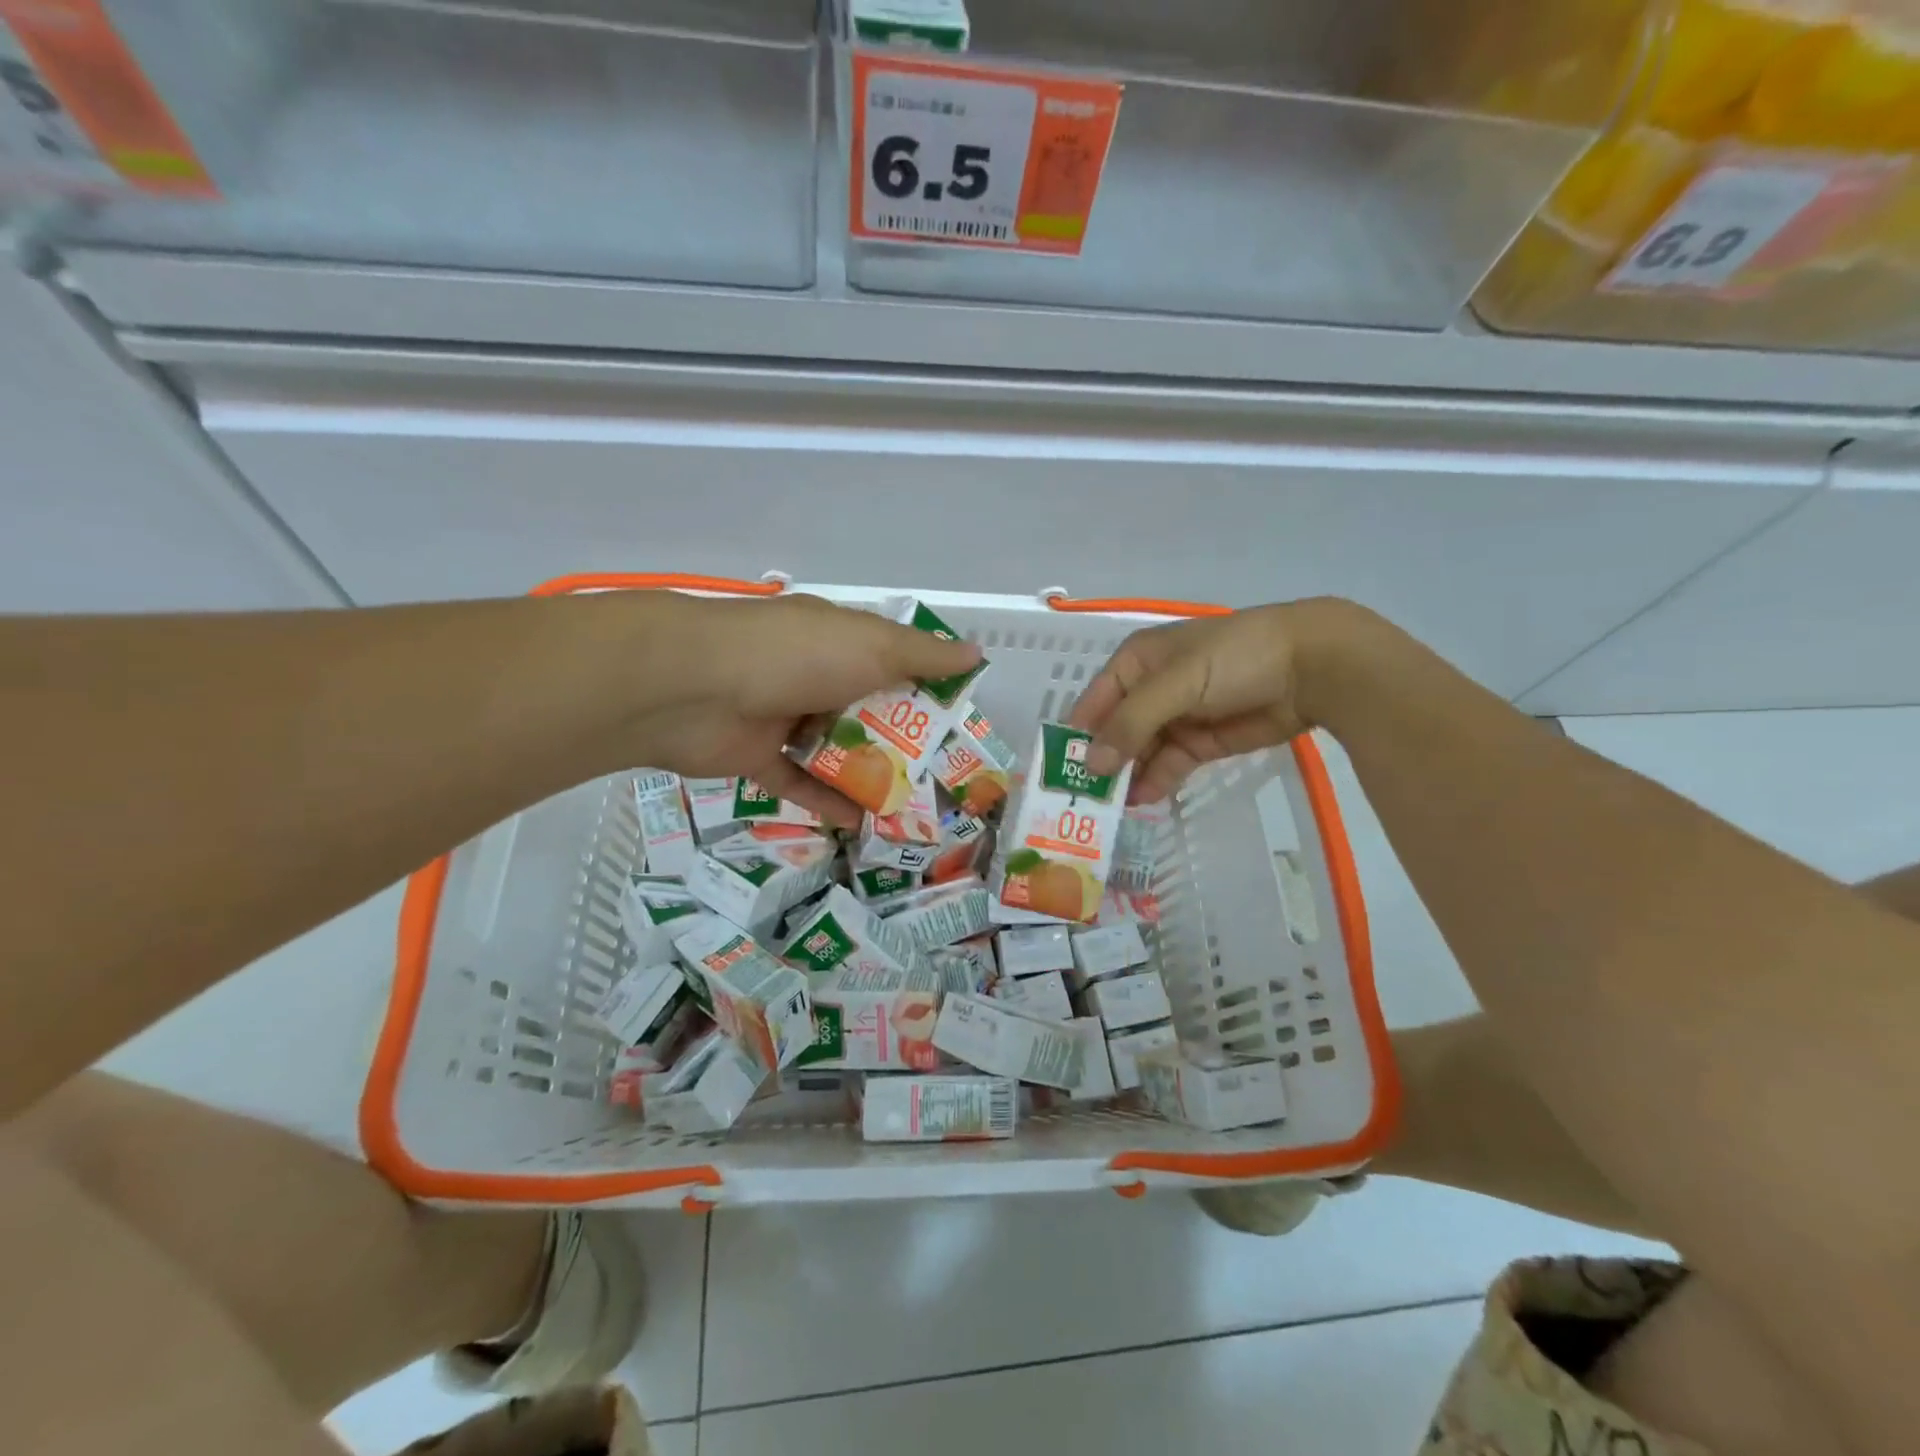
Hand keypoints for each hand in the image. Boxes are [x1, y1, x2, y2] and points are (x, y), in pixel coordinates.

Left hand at [629, 593, 980, 826]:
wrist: (692, 688)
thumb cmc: (795, 656)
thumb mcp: (871, 646)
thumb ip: (923, 655)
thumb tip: (975, 654)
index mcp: (838, 639)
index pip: (892, 658)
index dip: (926, 685)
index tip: (958, 719)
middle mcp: (812, 673)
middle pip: (867, 707)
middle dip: (902, 738)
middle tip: (941, 774)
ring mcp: (782, 715)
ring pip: (834, 747)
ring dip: (867, 773)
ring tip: (909, 806)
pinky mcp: (757, 755)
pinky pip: (799, 782)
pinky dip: (826, 800)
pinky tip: (860, 823)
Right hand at [1069, 599, 1350, 803]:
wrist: (1312, 666)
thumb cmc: (1234, 659)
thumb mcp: (1176, 683)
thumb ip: (1132, 723)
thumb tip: (1093, 764)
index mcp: (1135, 663)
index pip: (1093, 702)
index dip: (1077, 736)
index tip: (1061, 773)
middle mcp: (1149, 690)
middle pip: (1114, 732)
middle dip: (1100, 763)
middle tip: (1082, 801)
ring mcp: (1177, 718)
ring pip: (1140, 753)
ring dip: (1126, 777)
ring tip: (1108, 809)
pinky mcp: (1202, 742)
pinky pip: (1168, 765)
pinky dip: (1154, 782)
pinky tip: (1141, 801)